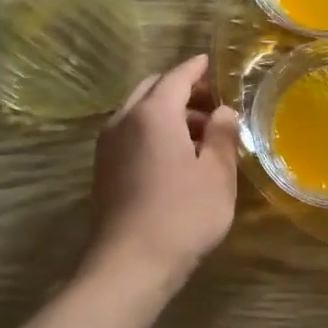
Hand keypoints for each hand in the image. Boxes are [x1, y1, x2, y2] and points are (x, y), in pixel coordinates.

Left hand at [86, 54, 239, 288]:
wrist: (131, 264)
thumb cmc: (183, 215)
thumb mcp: (217, 174)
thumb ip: (223, 135)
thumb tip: (224, 112)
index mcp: (153, 113)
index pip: (177, 76)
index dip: (197, 69)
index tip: (213, 63)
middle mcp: (123, 120)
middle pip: (153, 90)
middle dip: (182, 90)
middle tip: (213, 103)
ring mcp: (107, 146)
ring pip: (139, 113)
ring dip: (168, 113)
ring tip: (202, 134)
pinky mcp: (103, 169)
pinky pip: (130, 135)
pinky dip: (153, 132)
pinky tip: (176, 156)